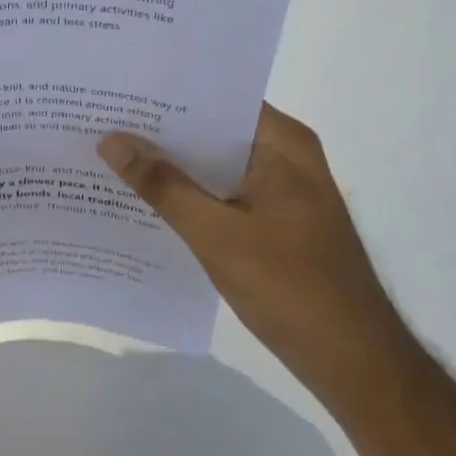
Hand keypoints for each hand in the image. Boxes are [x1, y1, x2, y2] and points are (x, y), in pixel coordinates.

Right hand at [98, 104, 414, 407]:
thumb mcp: (217, 234)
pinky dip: (187, 194)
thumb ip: (163, 185)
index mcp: (282, 143)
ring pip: (213, 164)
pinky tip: (142, 198)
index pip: (216, 98)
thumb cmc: (292, 289)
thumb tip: (111, 140)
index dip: (166, 93)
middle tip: (100, 119)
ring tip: (109, 151)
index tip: (117, 89)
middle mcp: (284, 156)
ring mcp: (280, 190)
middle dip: (159, 129)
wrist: (355, 365)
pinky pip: (220, 193)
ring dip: (170, 164)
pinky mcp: (273, 221)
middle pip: (212, 130)